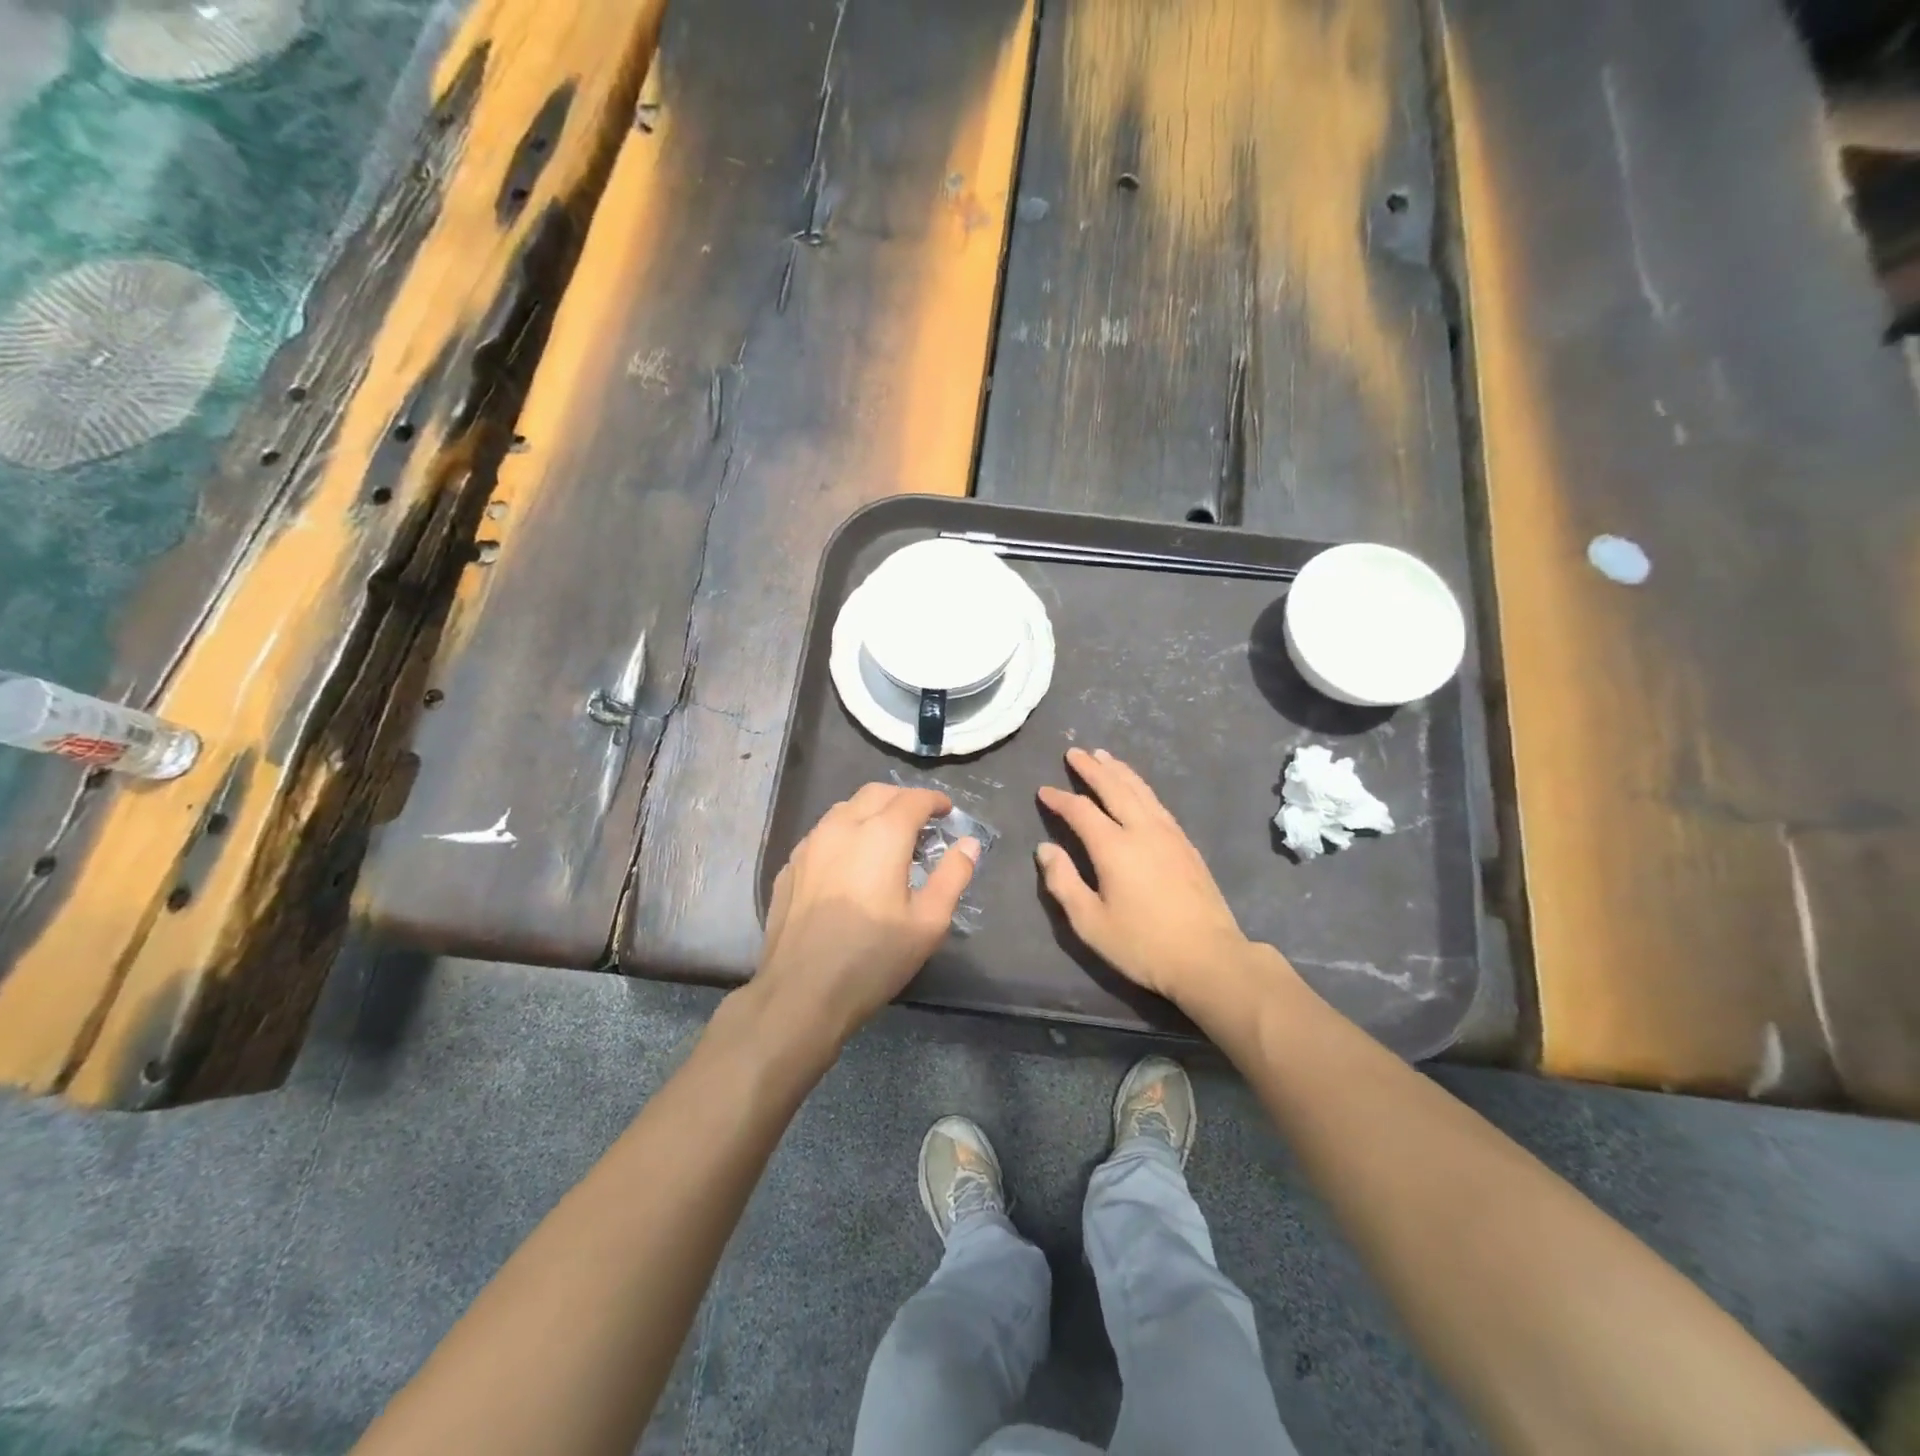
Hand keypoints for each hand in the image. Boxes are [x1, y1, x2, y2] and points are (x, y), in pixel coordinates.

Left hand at [758, 784, 978, 1039]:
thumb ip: (953, 876)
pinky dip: (845, 834)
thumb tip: (969, 844)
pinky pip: (822, 834)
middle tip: (921, 822)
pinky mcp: (789, 866)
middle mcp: (842, 826)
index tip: (947, 812)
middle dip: (903, 799)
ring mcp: (809, 845)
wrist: (800, 993)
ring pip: (845, 809)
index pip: (913, 799)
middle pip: (876, 793)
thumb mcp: (928, 922)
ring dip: (871, 812)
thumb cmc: (873, 958)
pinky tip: (850, 864)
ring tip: (886, 840)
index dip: (935, 801)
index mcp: (881, 834)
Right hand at [1037, 748, 1263, 1006]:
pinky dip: (1141, 787)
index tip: (1044, 791)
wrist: (1209, 958)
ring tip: (1104, 756)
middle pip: (1114, 788)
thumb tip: (1045, 849)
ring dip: (1119, 771)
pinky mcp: (1186, 844)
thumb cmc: (1143, 944)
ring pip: (1140, 790)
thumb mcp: (1090, 923)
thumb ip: (1063, 883)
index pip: (1080, 811)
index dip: (1060, 799)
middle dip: (1092, 769)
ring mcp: (1169, 834)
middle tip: (1075, 752)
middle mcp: (1141, 830)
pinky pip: (1157, 802)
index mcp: (1114, 847)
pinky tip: (1137, 788)